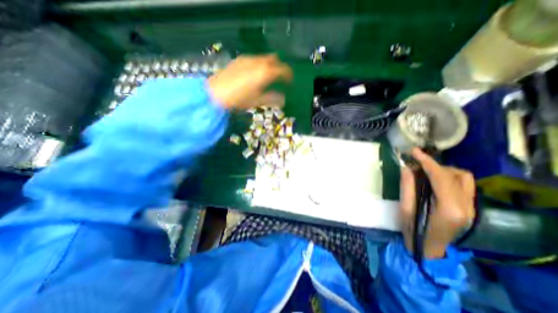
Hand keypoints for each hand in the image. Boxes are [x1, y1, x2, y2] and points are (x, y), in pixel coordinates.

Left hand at [204, 55, 292, 109]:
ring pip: (264, 58)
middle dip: (280, 68)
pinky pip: (254, 59)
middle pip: (275, 60)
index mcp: (265, 73)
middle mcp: (258, 62)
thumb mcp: (257, 101)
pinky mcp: (239, 60)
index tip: (290, 82)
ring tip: (268, 77)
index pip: (283, 70)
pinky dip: (260, 64)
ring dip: (270, 65)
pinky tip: (254, 74)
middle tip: (280, 78)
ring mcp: (248, 59)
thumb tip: (283, 100)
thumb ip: (272, 99)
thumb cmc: (239, 99)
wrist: (215, 93)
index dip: (288, 75)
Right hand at [399, 148, 477, 257]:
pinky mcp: (469, 207)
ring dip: (443, 170)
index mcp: (449, 208)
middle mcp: (466, 206)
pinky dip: (449, 176)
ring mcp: (471, 207)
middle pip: (454, 175)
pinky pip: (464, 184)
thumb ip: (407, 186)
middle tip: (414, 163)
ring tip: (424, 171)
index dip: (427, 161)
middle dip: (433, 165)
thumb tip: (406, 167)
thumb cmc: (413, 230)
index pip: (441, 177)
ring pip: (463, 177)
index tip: (414, 151)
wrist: (428, 249)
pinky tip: (434, 179)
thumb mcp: (405, 208)